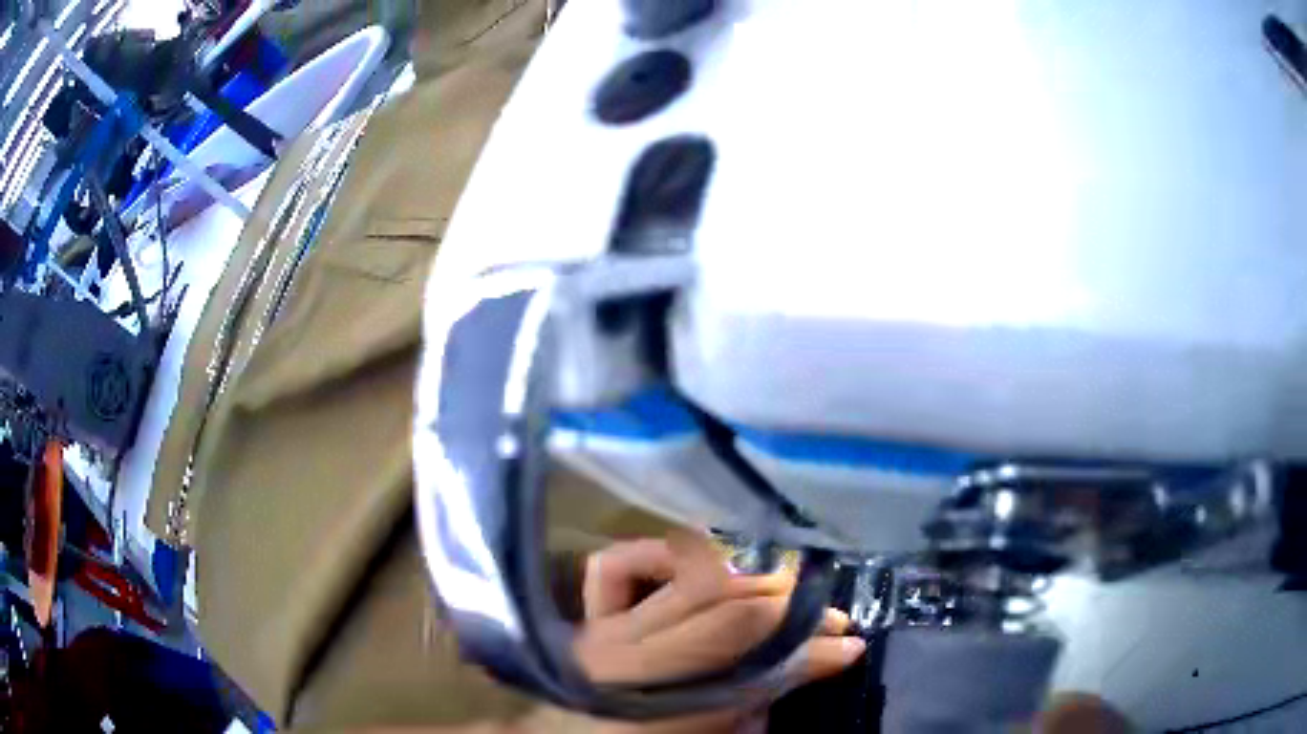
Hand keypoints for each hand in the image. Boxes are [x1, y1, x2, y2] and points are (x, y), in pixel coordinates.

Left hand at [574, 531, 864, 732]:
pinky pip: (618, 567)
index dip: (810, 652)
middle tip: (831, 620)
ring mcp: (601, 632)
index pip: (752, 665)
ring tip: (785, 592)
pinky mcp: (588, 618)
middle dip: (792, 612)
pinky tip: (698, 566)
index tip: (852, 646)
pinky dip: (661, 556)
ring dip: (749, 581)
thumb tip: (824, 660)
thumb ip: (758, 702)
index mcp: (657, 708)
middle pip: (727, 613)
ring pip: (688, 583)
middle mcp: (625, 660)